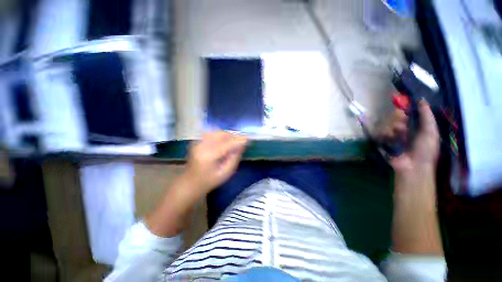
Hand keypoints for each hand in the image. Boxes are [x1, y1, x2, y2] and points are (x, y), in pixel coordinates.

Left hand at [183, 131, 247, 195]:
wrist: (190, 182)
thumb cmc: (209, 180)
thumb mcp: (225, 173)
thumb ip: (235, 158)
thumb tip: (242, 145)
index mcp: (208, 156)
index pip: (226, 144)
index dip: (238, 140)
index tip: (248, 138)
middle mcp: (201, 146)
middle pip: (220, 135)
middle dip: (233, 136)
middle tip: (241, 141)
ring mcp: (197, 142)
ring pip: (216, 132)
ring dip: (227, 135)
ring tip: (233, 142)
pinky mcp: (197, 141)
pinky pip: (211, 133)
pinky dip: (220, 135)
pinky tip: (224, 141)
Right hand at [383, 100, 439, 173]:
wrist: (412, 166)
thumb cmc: (425, 150)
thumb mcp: (430, 132)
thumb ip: (427, 116)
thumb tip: (421, 100)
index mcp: (415, 126)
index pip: (407, 112)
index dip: (405, 107)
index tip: (401, 101)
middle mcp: (403, 129)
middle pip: (395, 117)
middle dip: (398, 120)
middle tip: (401, 126)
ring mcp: (392, 135)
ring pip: (387, 124)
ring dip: (392, 129)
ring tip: (397, 137)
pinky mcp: (383, 141)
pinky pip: (380, 133)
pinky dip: (385, 135)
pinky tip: (390, 140)